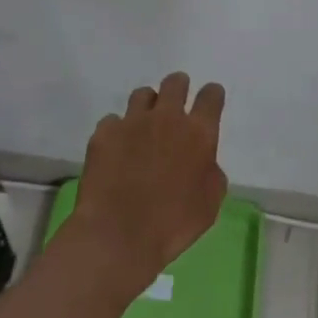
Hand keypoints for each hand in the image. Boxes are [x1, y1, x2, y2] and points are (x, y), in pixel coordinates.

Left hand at [65, 72, 227, 297]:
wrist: (119, 235)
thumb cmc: (173, 224)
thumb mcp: (210, 204)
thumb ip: (211, 174)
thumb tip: (204, 162)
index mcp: (198, 133)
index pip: (211, 96)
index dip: (212, 95)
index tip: (210, 100)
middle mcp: (166, 118)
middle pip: (175, 83)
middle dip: (179, 87)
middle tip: (176, 103)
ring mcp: (132, 121)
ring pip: (143, 94)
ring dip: (148, 106)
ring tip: (144, 125)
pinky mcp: (104, 132)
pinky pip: (113, 121)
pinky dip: (118, 131)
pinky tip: (116, 150)